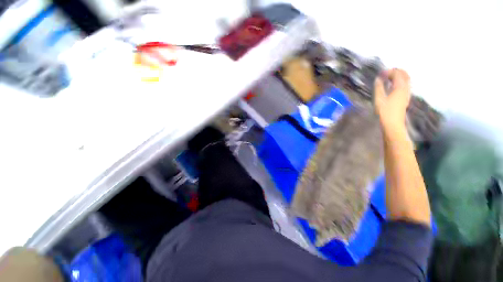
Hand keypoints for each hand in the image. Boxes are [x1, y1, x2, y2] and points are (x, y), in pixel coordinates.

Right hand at [374, 68, 410, 133]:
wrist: (393, 123)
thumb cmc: (385, 111)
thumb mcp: (379, 99)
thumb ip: (379, 87)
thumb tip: (378, 79)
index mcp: (400, 87)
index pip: (397, 74)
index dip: (389, 72)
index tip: (379, 74)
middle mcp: (406, 88)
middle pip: (404, 75)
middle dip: (396, 72)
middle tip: (385, 73)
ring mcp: (407, 93)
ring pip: (406, 80)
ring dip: (398, 76)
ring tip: (388, 78)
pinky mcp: (405, 98)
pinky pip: (405, 85)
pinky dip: (400, 82)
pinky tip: (392, 86)